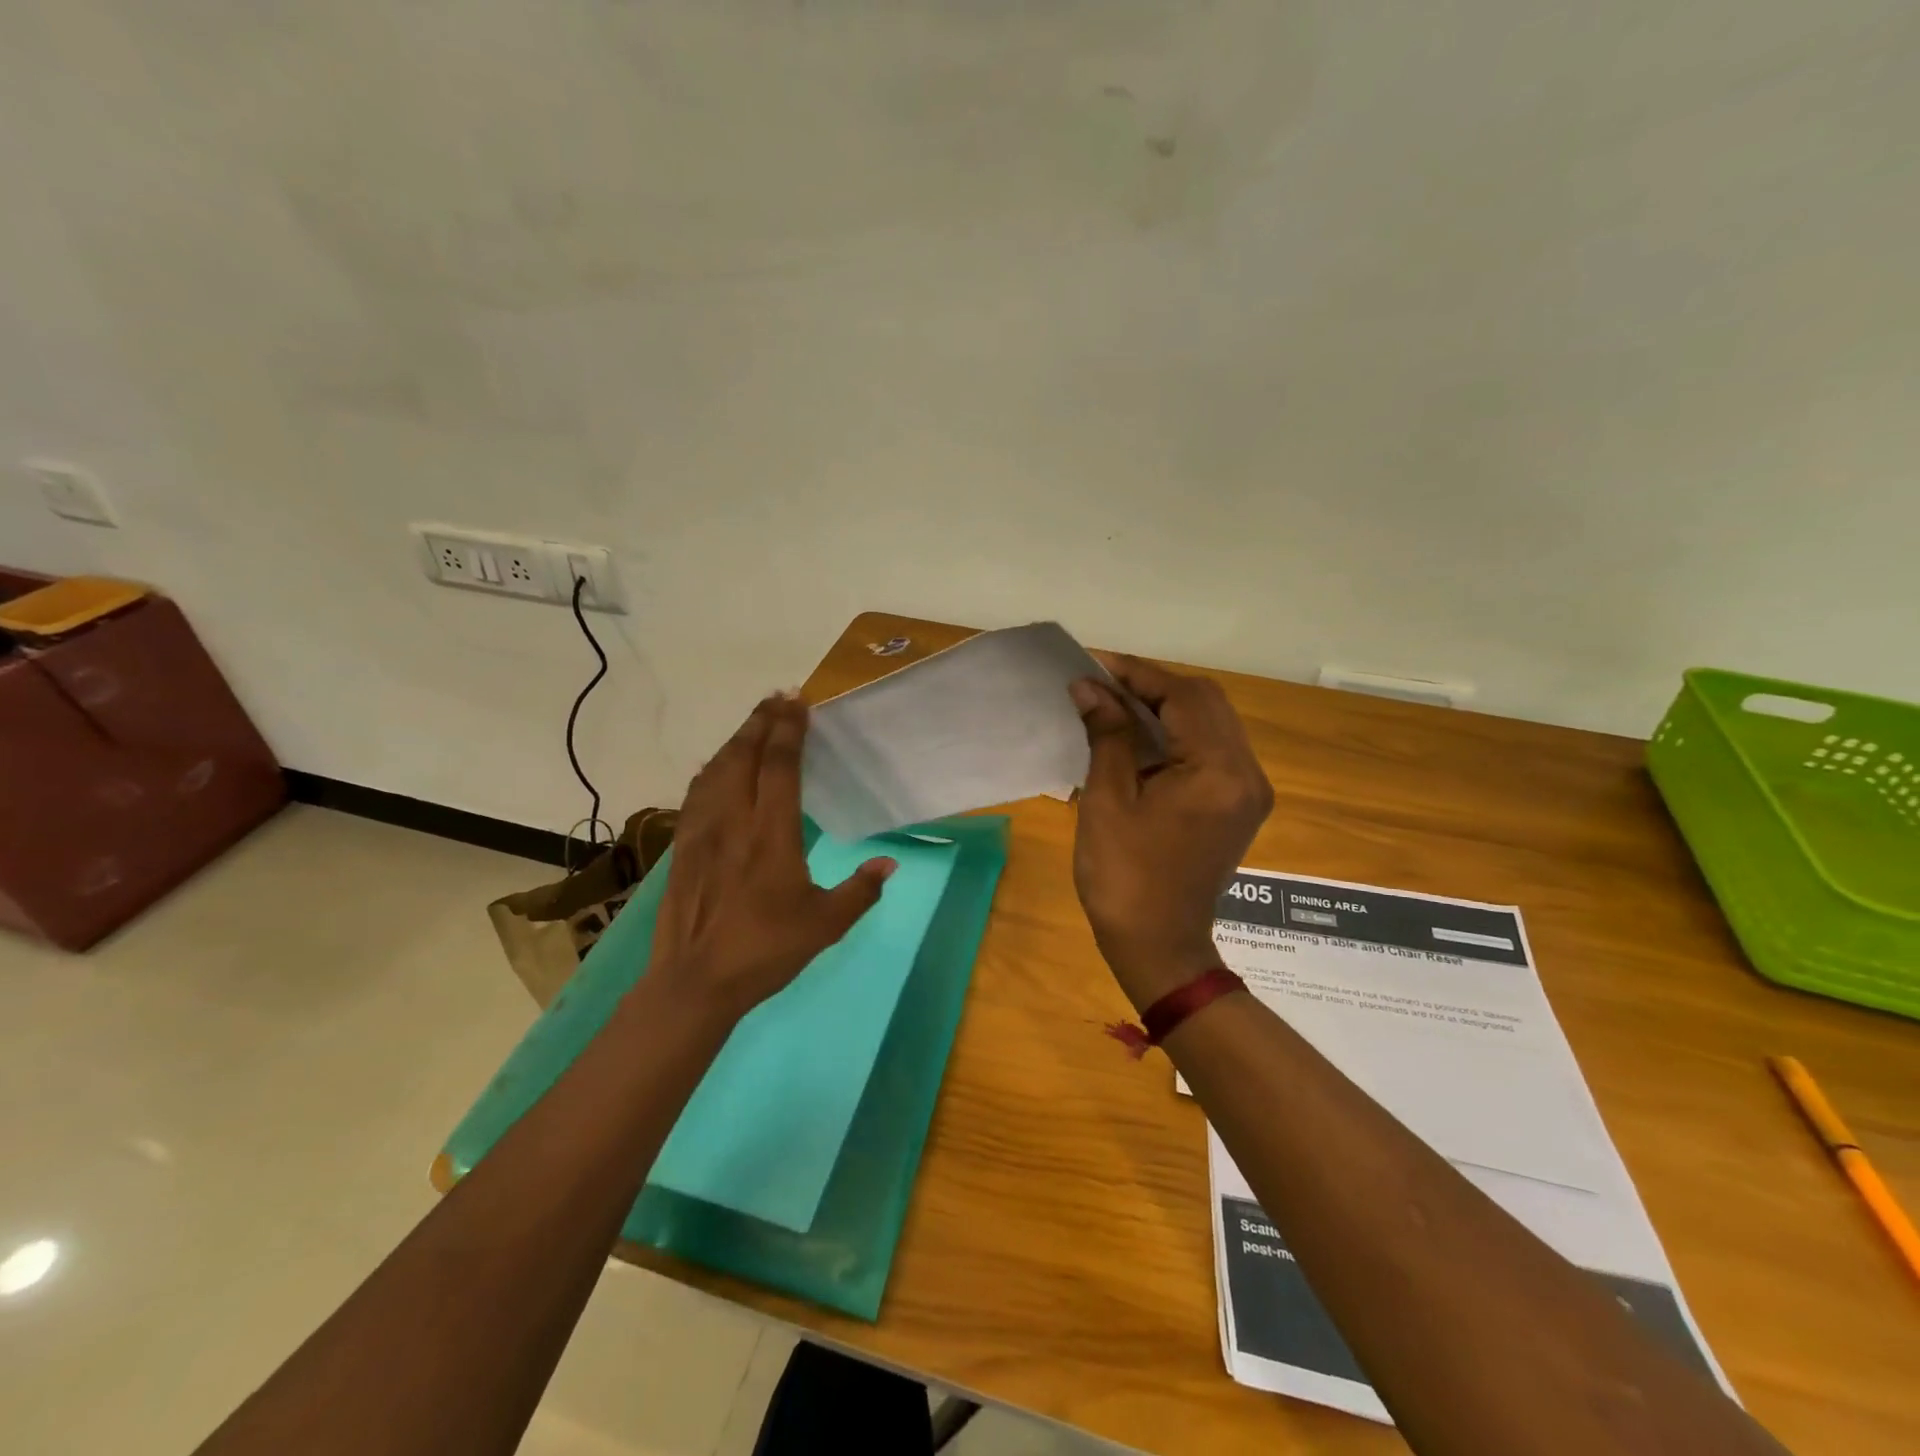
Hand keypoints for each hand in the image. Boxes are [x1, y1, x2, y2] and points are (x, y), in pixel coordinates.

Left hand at [650, 694, 894, 1020]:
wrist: (694, 982)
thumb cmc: (765, 951)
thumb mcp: (825, 925)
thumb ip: (860, 891)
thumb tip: (888, 864)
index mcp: (771, 835)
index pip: (779, 766)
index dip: (789, 730)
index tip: (799, 703)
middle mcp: (734, 821)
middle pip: (743, 756)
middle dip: (761, 722)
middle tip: (778, 698)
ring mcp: (702, 832)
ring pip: (716, 769)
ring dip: (736, 740)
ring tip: (753, 723)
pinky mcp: (682, 847)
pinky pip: (697, 793)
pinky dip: (711, 769)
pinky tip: (716, 768)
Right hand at [1069, 655, 1272, 1009]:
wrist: (1159, 945)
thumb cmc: (1124, 876)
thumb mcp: (1107, 800)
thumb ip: (1107, 735)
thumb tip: (1089, 687)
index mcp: (1217, 772)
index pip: (1183, 697)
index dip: (1137, 675)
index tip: (1094, 664)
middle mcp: (1246, 773)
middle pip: (1206, 702)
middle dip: (1153, 686)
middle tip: (1104, 685)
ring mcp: (1248, 790)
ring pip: (1212, 722)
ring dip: (1166, 707)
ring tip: (1116, 705)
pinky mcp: (1239, 803)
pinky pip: (1213, 748)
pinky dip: (1178, 733)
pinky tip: (1142, 736)